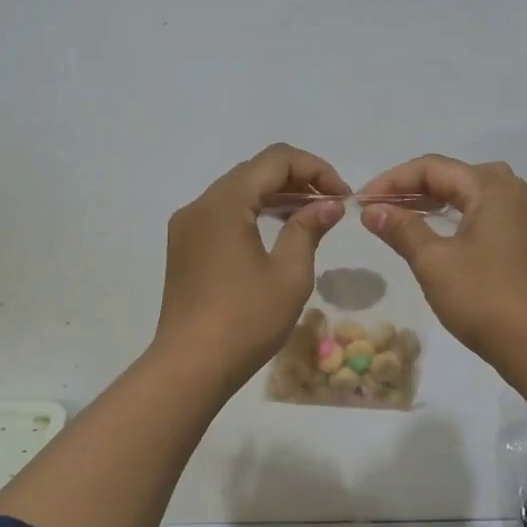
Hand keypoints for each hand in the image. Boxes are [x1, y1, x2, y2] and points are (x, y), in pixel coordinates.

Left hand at [154, 143, 349, 385]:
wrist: (190, 366)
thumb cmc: (246, 320)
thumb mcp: (289, 274)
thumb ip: (308, 229)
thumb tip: (329, 204)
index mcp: (224, 203)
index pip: (275, 160)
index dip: (315, 168)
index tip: (342, 195)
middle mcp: (200, 204)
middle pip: (254, 171)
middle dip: (297, 180)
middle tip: (331, 206)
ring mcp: (187, 226)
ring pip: (237, 192)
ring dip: (275, 196)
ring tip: (311, 217)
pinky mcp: (184, 247)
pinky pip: (223, 214)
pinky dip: (254, 213)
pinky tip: (277, 233)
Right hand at [359, 155, 526, 364]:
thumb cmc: (485, 299)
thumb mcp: (434, 262)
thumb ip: (402, 229)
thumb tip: (373, 210)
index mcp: (493, 189)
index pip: (433, 168)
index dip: (392, 180)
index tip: (361, 202)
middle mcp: (513, 195)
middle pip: (455, 176)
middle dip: (414, 187)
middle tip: (382, 207)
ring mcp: (524, 222)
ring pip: (473, 196)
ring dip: (436, 202)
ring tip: (404, 218)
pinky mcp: (526, 246)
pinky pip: (485, 217)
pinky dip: (456, 219)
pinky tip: (439, 238)